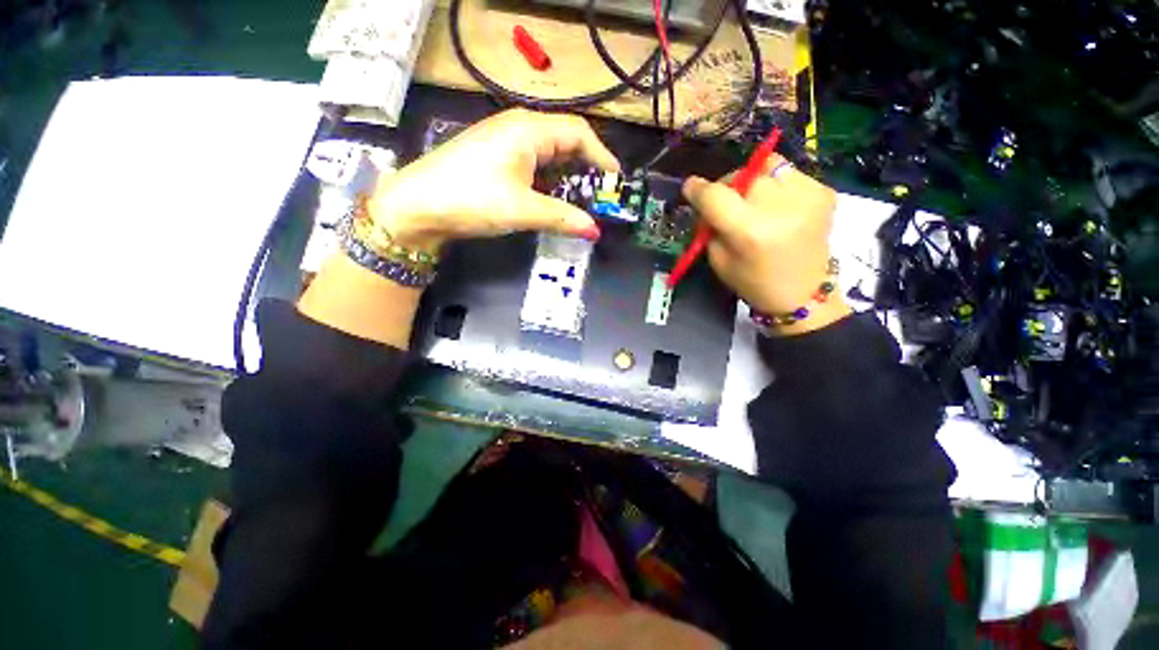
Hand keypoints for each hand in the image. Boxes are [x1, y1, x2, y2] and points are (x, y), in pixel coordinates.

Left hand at [369, 109, 619, 250]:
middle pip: (564, 140)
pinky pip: (533, 163)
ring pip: (548, 152)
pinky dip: (549, 179)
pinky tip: (552, 196)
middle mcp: (518, 128)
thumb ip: (562, 218)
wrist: (417, 204)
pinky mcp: (495, 158)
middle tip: (600, 192)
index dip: (601, 155)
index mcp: (528, 130)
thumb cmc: (472, 198)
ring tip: (581, 197)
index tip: (615, 179)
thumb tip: (594, 231)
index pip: (577, 133)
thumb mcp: (522, 209)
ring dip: (568, 174)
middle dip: (586, 165)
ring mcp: (504, 142)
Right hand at [682, 156, 850, 334]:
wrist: (803, 294)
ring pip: (769, 166)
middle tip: (726, 202)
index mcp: (749, 231)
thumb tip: (707, 200)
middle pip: (743, 175)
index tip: (690, 187)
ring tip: (754, 200)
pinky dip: (777, 185)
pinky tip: (777, 206)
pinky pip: (790, 174)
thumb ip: (711, 227)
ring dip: (754, 180)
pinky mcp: (824, 192)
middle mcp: (780, 207)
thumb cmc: (754, 283)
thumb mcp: (719, 260)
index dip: (698, 189)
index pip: (716, 196)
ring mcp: (807, 196)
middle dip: (728, 185)